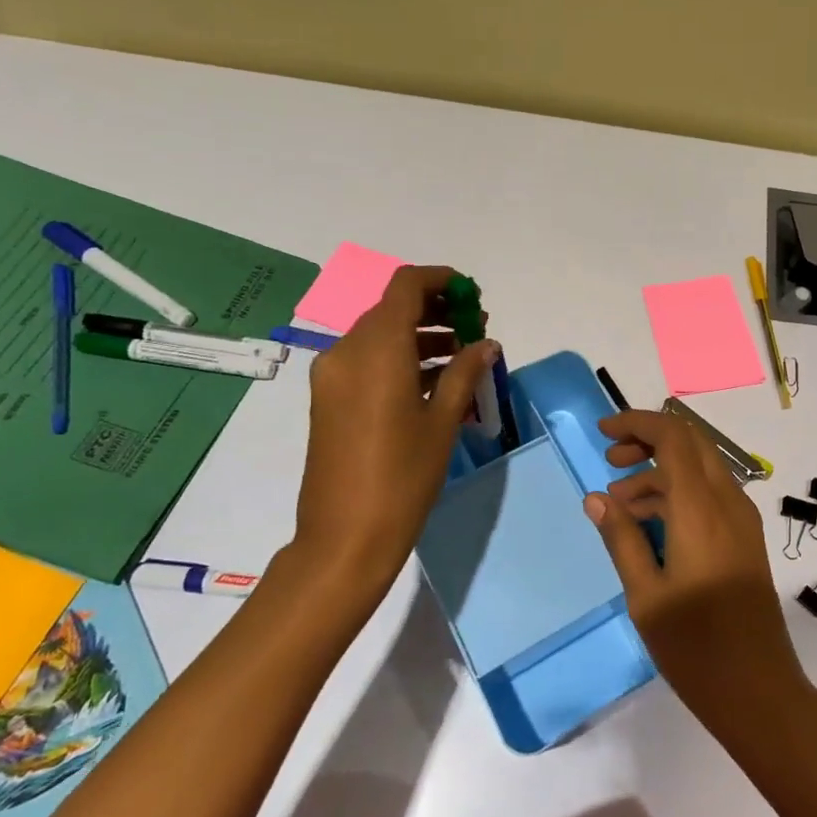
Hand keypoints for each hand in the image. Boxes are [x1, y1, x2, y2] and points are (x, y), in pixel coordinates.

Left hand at [281, 266, 495, 614]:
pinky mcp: (330, 399)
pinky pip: (368, 362)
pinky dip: (401, 359)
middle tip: (474, 328)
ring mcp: (333, 376)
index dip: (441, 280)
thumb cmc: (402, 477)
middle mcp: (347, 351)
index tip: (472, 294)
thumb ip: (464, 372)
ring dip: (420, 335)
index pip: (405, 286)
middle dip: (436, 310)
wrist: (344, 537)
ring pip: (380, 335)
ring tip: (462, 356)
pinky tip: (434, 381)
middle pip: (392, 309)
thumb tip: (486, 343)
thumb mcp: (442, 422)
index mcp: (377, 350)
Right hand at [583, 409, 812, 738]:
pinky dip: (678, 493)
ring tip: (620, 503)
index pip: (673, 437)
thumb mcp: (646, 595)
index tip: (603, 432)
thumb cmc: (696, 648)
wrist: (760, 691)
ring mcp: (742, 519)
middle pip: (691, 442)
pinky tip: (650, 524)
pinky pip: (710, 494)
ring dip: (661, 471)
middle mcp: (728, 502)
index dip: (637, 423)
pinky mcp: (746, 538)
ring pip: (701, 468)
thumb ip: (621, 538)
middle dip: (649, 439)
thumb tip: (596, 497)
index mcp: (701, 509)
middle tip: (611, 460)